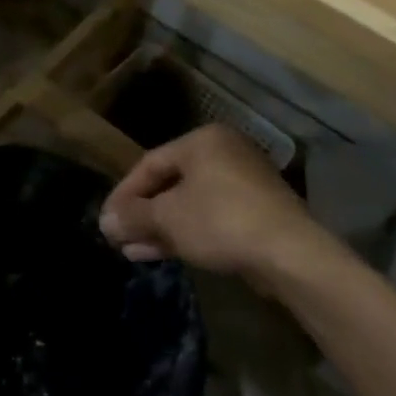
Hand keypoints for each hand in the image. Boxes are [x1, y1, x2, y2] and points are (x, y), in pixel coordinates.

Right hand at [100, 126, 347, 300]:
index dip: (123, 193)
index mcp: (202, 141)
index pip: (149, 163)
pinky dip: (185, 232)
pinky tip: (162, 253)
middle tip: (119, 237)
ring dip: (160, 227)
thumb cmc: (220, 221)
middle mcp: (224, 154)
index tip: (106, 220)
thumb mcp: (167, 217)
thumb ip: (133, 216)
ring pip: (189, 203)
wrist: (289, 254)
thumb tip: (105, 221)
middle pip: (170, 183)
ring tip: (134, 252)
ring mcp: (243, 183)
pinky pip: (210, 216)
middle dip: (142, 214)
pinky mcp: (256, 211)